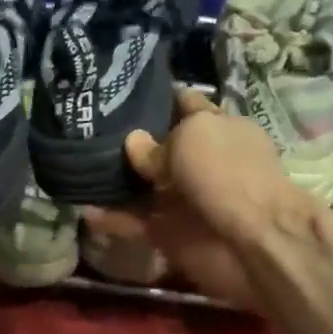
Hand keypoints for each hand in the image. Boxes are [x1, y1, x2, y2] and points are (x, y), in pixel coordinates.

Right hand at [84, 88, 308, 310]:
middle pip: (159, 147)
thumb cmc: (228, 174)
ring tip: (77, 169)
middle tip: (86, 130)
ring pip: (143, 186)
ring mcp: (184, 199)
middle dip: (128, 141)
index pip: (185, 106)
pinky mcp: (170, 233)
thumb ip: (157, 143)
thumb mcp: (193, 138)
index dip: (158, 97)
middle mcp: (200, 161)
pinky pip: (135, 223)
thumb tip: (133, 141)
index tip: (120, 91)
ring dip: (114, 181)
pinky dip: (113, 220)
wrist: (255, 242)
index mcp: (216, 128)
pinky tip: (85, 213)